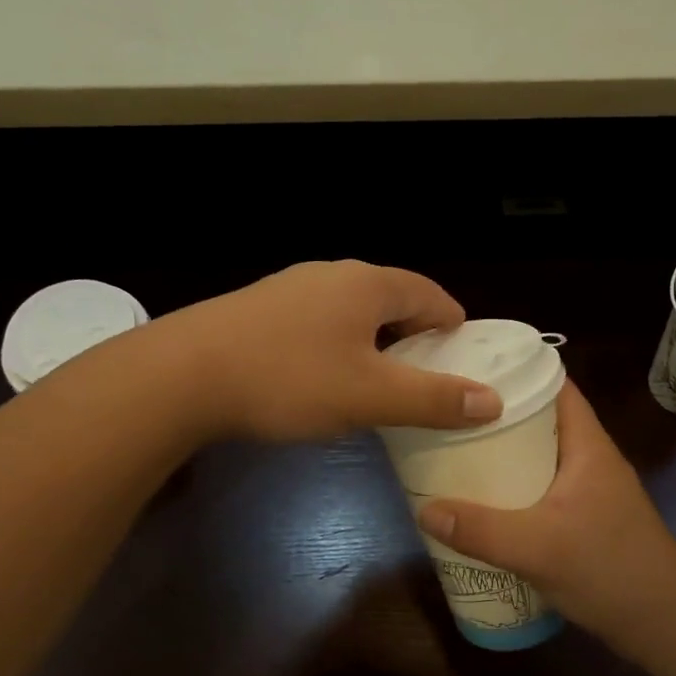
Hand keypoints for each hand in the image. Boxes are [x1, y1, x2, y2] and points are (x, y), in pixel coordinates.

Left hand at [166, 260, 503, 442]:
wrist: (183, 375)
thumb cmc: (289, 379)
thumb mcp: (370, 396)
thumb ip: (433, 399)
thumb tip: (491, 400)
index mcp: (368, 284)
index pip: (431, 296)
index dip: (453, 328)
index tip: (462, 361)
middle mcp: (333, 274)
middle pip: (392, 301)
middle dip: (413, 338)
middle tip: (422, 380)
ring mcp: (292, 287)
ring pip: (352, 312)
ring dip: (373, 343)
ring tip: (375, 384)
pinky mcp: (260, 308)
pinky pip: (318, 322)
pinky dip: (337, 346)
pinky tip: (321, 378)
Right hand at [417, 383, 675, 658]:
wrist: (668, 627)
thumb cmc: (611, 570)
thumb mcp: (539, 548)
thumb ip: (480, 530)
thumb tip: (423, 510)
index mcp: (588, 446)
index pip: (556, 387)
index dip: (518, 372)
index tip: (471, 367)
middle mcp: (590, 460)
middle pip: (540, 422)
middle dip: (497, 417)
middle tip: (448, 414)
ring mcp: (589, 492)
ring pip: (539, 459)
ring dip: (503, 456)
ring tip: (454, 452)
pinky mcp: (585, 521)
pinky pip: (541, 490)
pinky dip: (513, 489)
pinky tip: (483, 503)